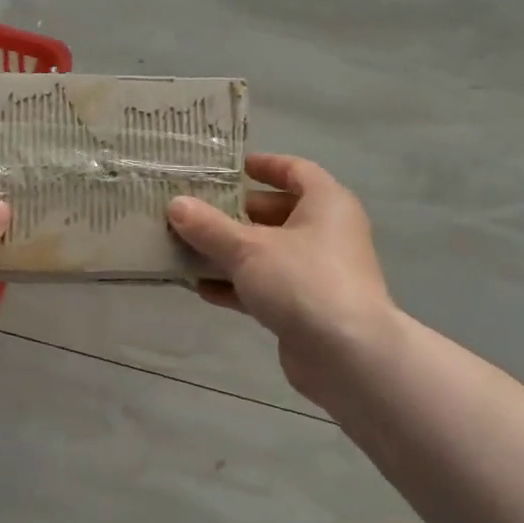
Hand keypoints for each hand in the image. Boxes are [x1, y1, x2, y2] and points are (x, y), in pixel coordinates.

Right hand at [167, 154, 400, 402]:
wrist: (348, 357)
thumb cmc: (303, 282)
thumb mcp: (248, 248)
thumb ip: (209, 226)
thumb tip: (175, 204)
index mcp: (326, 204)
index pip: (295, 170)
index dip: (264, 166)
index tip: (230, 167)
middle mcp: (326, 233)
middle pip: (276, 213)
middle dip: (235, 213)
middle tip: (194, 210)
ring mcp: (318, 273)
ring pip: (268, 252)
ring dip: (230, 251)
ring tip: (187, 247)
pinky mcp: (306, 308)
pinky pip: (267, 286)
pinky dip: (238, 285)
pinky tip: (202, 288)